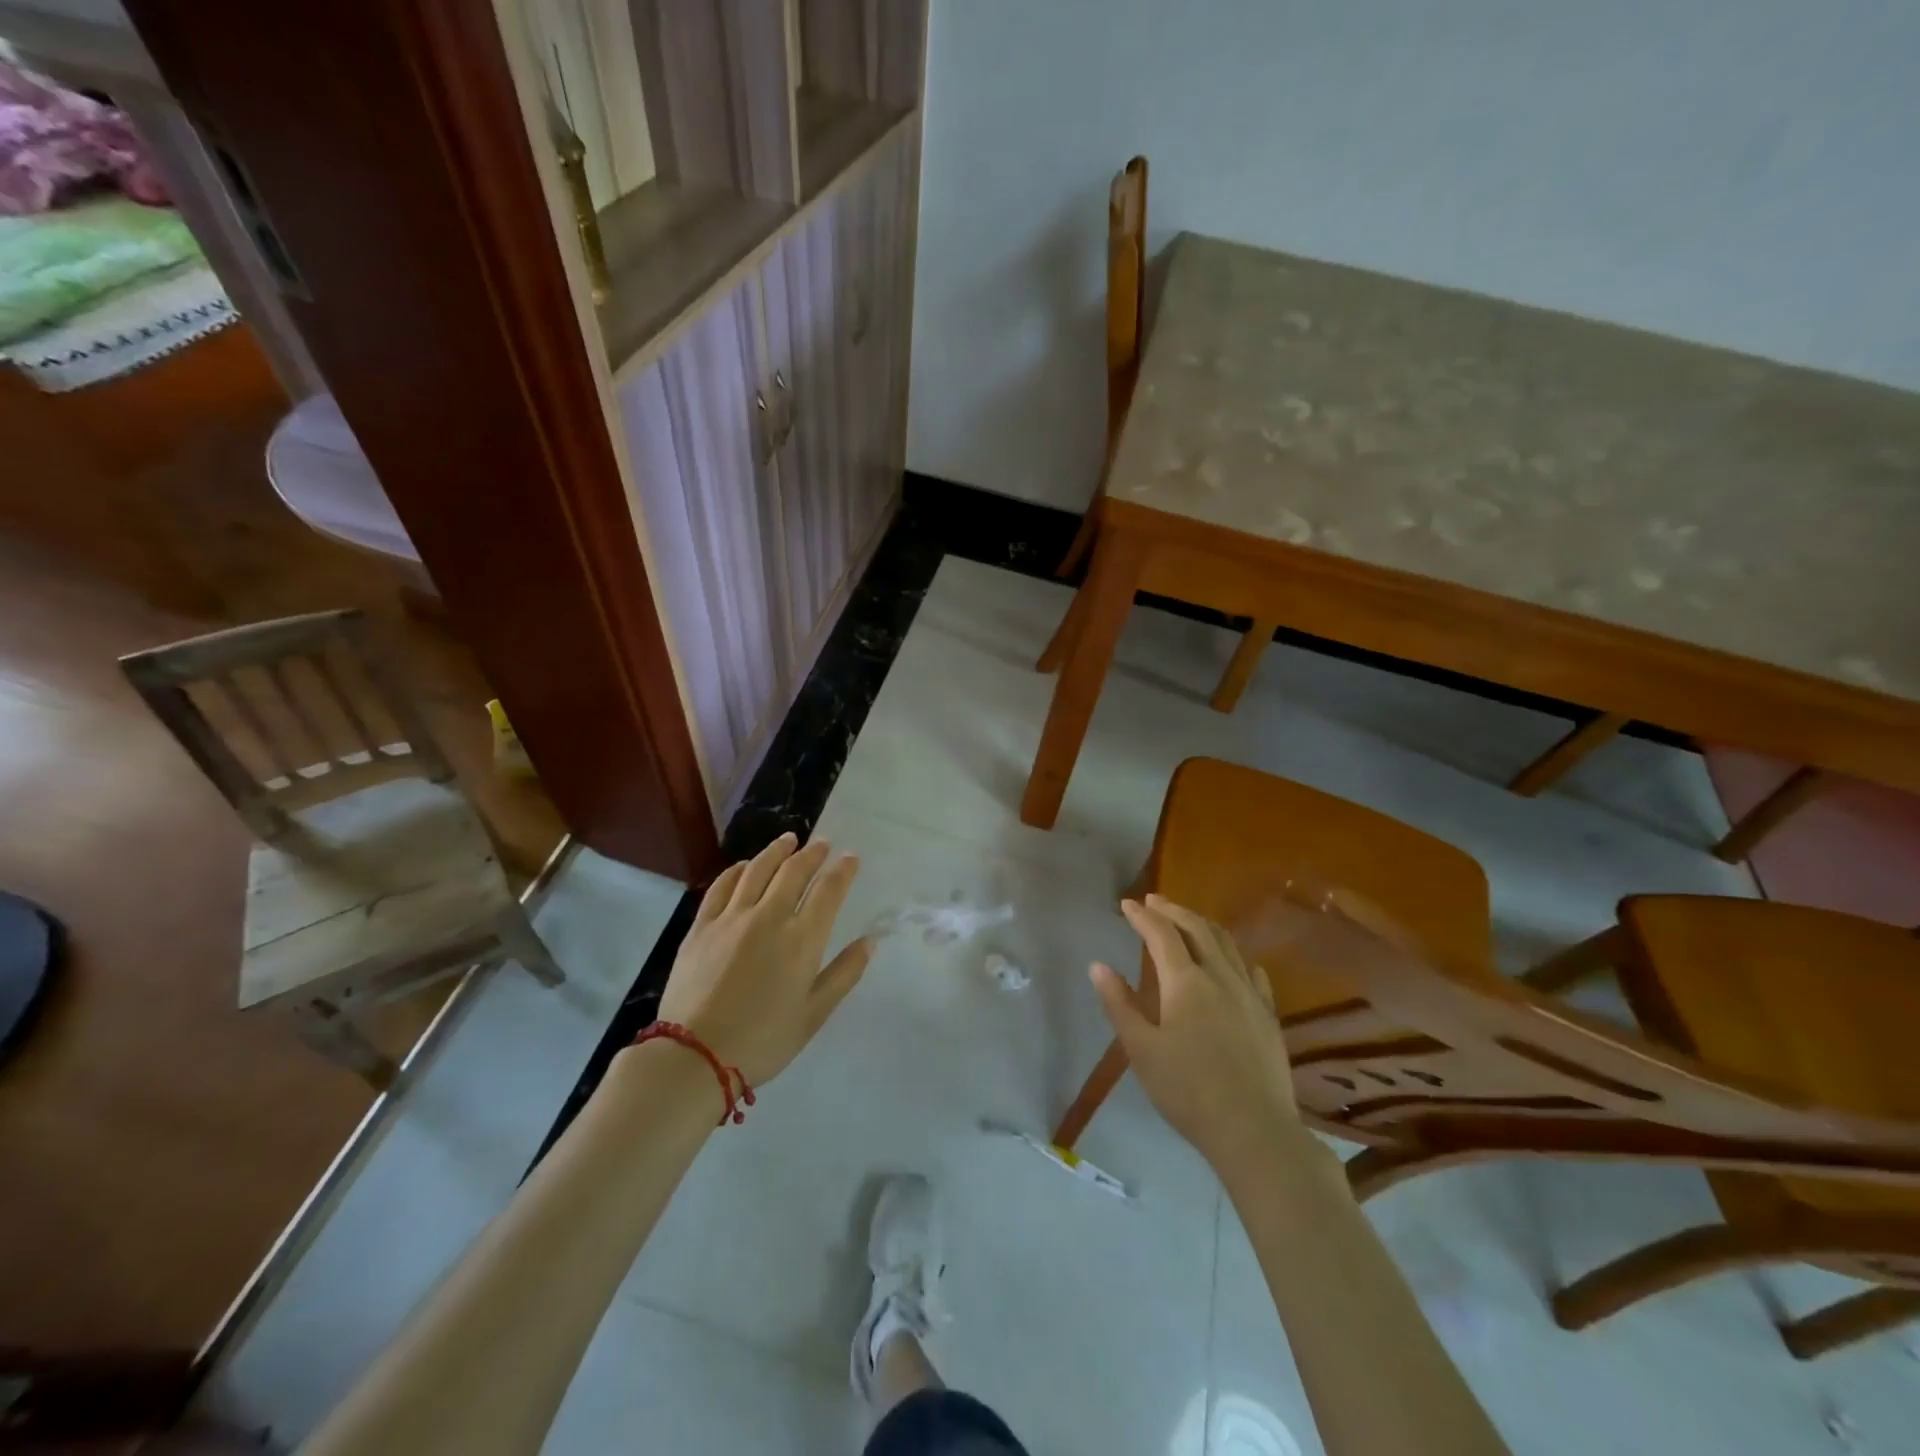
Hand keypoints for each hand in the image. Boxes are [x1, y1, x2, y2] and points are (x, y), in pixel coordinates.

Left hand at [656, 833, 870, 1086]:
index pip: (828, 891)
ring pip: (757, 870)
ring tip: (789, 840)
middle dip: (813, 853)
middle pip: (794, 871)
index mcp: (802, 939)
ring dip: (777, 851)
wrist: (694, 1056)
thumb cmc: (763, 1040)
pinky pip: (722, 886)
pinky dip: (737, 870)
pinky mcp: (702, 926)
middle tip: (823, 844)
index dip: (842, 870)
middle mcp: (769, 917)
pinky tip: (744, 866)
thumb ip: (844, 973)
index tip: (851, 858)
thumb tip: (871, 940)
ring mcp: (731, 918)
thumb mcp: (814, 1014)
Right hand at [1090, 894, 1297, 1172]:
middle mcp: (1220, 977)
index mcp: (1185, 982)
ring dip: (1203, 925)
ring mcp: (1250, 995)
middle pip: (1198, 929)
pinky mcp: (1269, 1016)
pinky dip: (1236, 957)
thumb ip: (1119, 1004)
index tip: (1127, 904)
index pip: (1161, 934)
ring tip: (1188, 921)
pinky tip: (1235, 963)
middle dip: (1173, 911)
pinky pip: (1252, 972)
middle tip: (1154, 902)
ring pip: (1227, 944)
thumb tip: (1098, 966)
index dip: (1143, 916)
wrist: (1254, 1130)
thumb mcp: (1141, 1050)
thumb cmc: (1188, 1091)